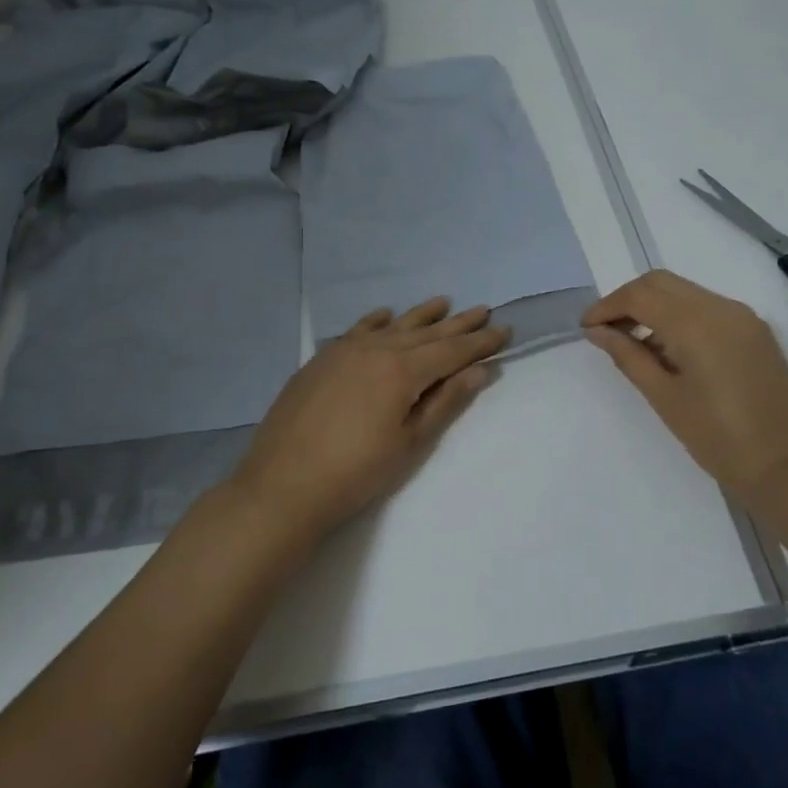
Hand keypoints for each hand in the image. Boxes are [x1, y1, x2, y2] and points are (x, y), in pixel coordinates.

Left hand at [230, 298, 509, 542]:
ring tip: (444, 303)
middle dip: (458, 324)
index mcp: (402, 371)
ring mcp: (345, 350)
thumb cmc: (355, 472)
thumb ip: (444, 402)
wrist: (283, 484)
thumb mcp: (409, 443)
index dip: (480, 342)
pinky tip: (386, 315)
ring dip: (421, 315)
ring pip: (393, 326)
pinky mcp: (322, 359)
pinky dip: (377, 321)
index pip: (452, 351)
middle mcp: (377, 349)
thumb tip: (479, 370)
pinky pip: (357, 329)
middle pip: (426, 333)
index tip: (504, 329)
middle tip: (484, 310)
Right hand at [581, 270, 787, 502]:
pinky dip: (681, 316)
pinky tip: (670, 349)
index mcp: (696, 323)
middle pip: (661, 282)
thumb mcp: (663, 397)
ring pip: (685, 292)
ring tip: (634, 343)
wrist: (786, 466)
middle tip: (607, 331)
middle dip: (628, 300)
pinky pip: (708, 307)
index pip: (639, 295)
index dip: (607, 306)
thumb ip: (627, 356)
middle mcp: (721, 307)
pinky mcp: (756, 330)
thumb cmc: (717, 438)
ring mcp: (743, 316)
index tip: (587, 328)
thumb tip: (597, 332)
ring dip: (655, 306)